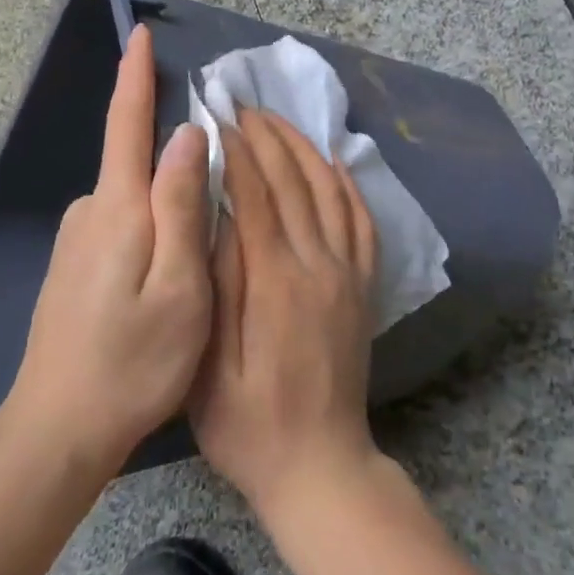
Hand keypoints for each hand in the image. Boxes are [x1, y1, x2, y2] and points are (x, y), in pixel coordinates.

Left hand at [4, 25, 211, 473]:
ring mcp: (75, 240)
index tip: (138, 33)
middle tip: (214, 222)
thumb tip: (186, 133)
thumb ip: (181, 203)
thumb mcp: (180, 285)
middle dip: (174, 166)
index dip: (134, 75)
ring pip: (134, 203)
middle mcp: (90, 211)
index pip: (126, 122)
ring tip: (193, 273)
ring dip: (165, 214)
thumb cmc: (133, 361)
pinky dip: (148, 236)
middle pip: (136, 164)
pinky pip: (121, 228)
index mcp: (118, 208)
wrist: (57, 430)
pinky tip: (160, 286)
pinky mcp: (71, 266)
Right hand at [189, 109, 380, 520]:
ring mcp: (348, 275)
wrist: (322, 468)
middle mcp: (319, 266)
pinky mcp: (364, 287)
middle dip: (267, 137)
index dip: (236, 151)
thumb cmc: (250, 427)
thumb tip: (217, 216)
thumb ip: (218, 287)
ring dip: (303, 149)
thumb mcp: (210, 368)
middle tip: (242, 106)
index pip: (255, 195)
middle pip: (294, 182)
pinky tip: (333, 162)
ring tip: (277, 121)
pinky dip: (348, 184)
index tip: (217, 118)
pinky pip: (362, 221)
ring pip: (330, 191)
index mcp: (276, 283)